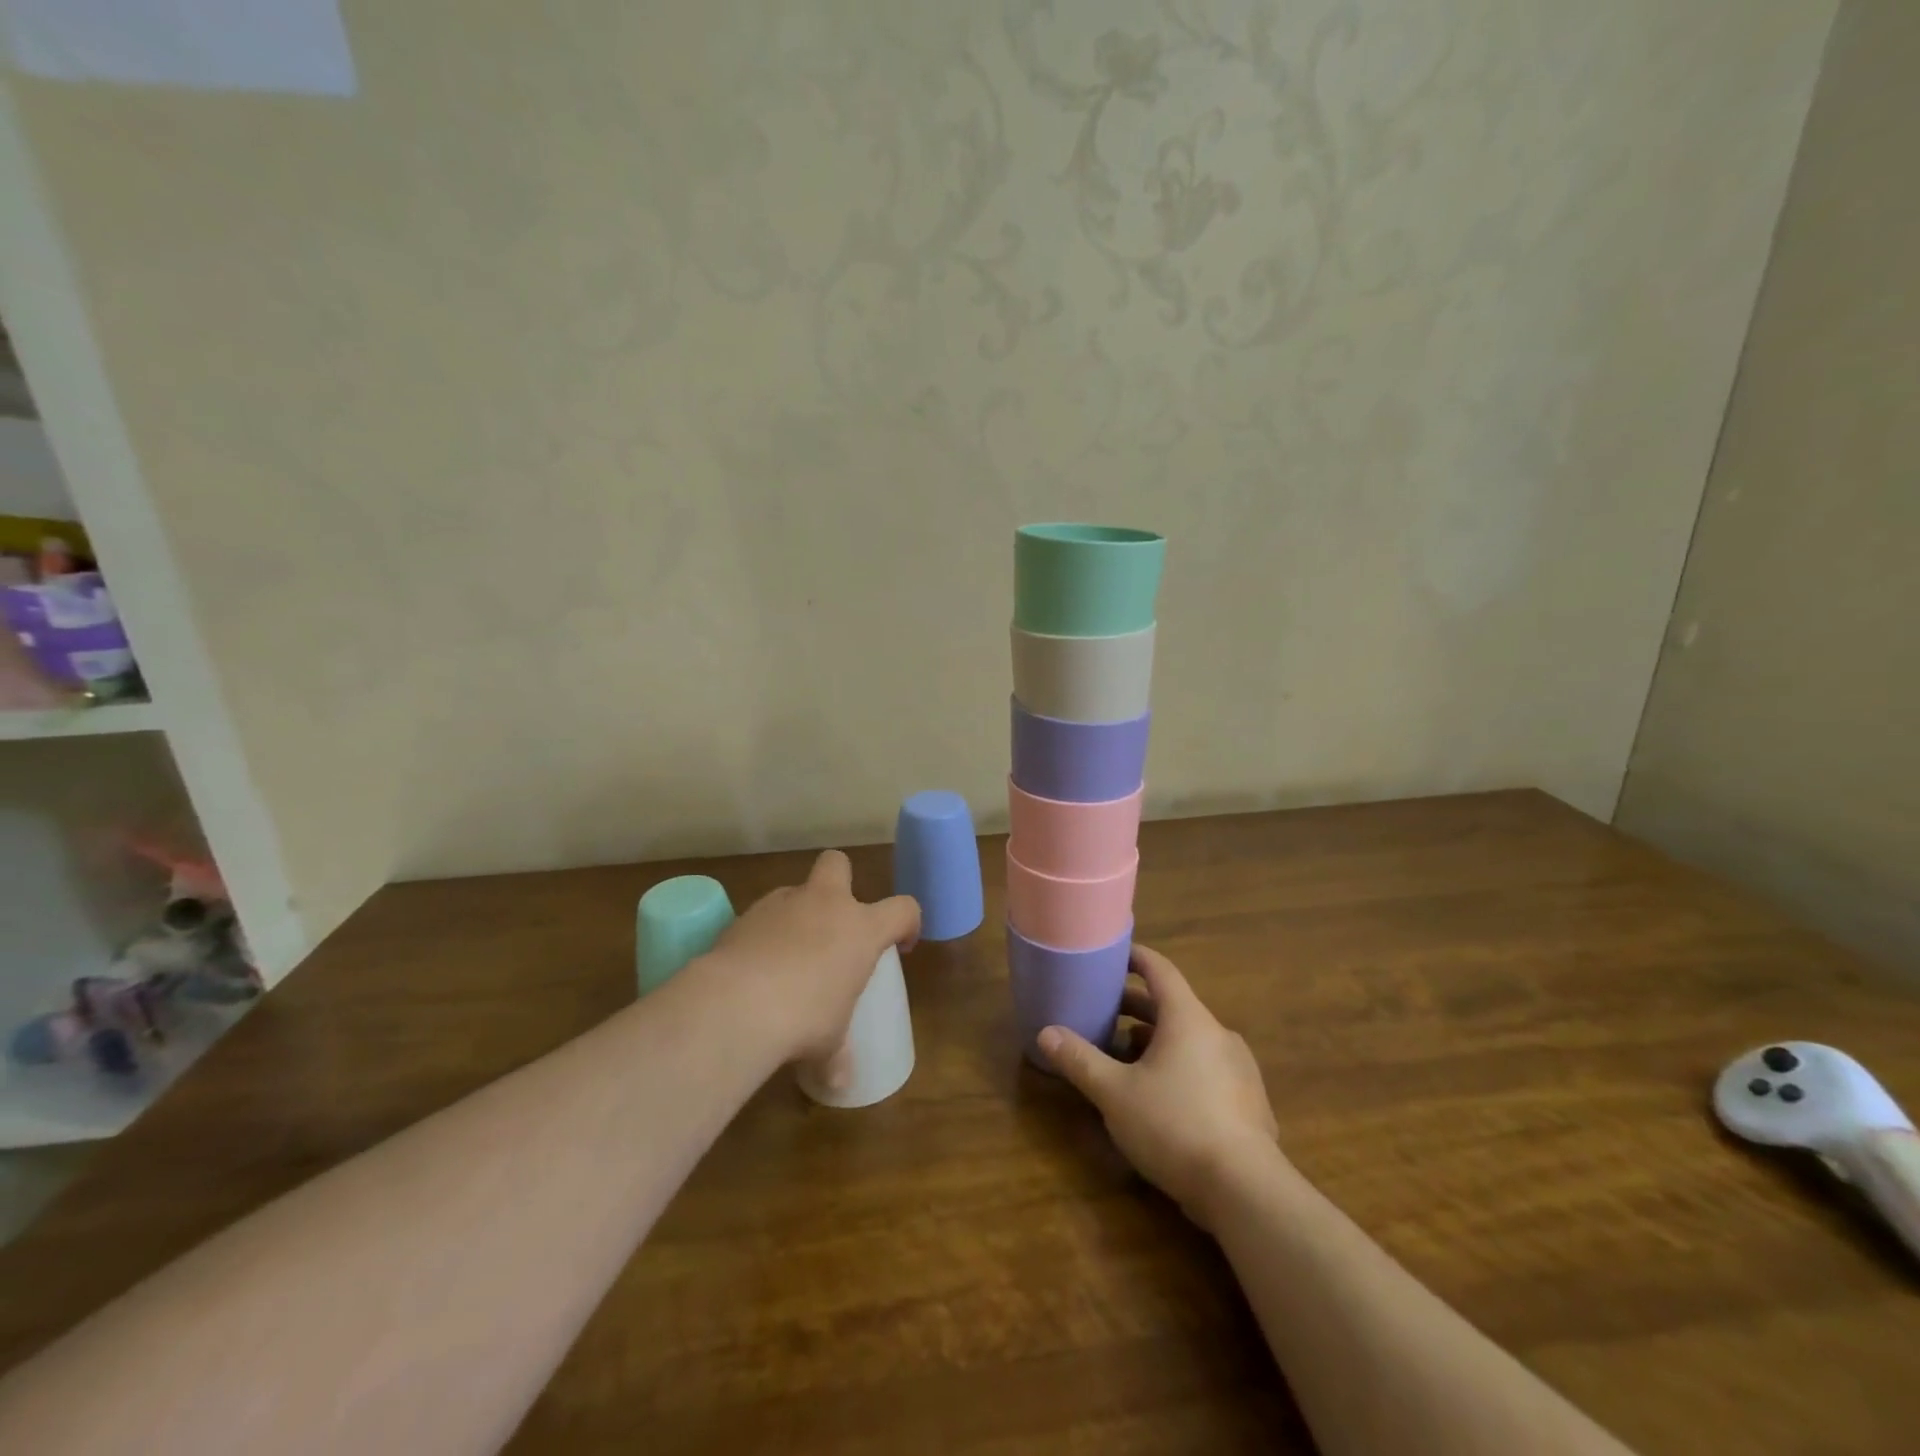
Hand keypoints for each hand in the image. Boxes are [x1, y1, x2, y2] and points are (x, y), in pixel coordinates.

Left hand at [706, 850, 918, 1079]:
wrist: (738, 1004)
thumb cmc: (805, 1018)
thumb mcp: (829, 1043)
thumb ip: (837, 1056)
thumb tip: (839, 1083)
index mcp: (861, 929)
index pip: (904, 908)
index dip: (908, 923)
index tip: (900, 946)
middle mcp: (824, 904)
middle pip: (838, 863)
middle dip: (840, 880)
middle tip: (835, 921)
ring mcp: (781, 904)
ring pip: (795, 891)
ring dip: (797, 914)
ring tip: (788, 956)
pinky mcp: (743, 916)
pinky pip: (761, 917)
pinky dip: (762, 935)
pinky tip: (754, 967)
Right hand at [1039, 944, 1283, 1230]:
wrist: (1246, 1191)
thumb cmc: (1175, 1125)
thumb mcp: (1115, 1093)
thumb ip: (1080, 1060)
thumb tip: (1046, 1033)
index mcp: (1188, 1019)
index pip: (1161, 971)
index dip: (1137, 958)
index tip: (1115, 955)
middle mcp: (1217, 1034)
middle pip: (1173, 1008)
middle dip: (1137, 1010)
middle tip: (1104, 1014)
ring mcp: (1239, 1069)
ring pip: (1190, 1042)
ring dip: (1156, 1043)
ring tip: (1125, 1061)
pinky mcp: (1249, 1103)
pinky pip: (1207, 1070)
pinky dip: (1180, 1069)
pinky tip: (1160, 1099)